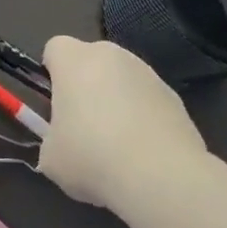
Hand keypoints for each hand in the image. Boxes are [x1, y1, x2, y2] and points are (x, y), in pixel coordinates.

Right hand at [38, 36, 207, 209]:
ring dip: (117, 101)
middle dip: (86, 86)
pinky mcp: (175, 97)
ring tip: (119, 146)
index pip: (55, 49)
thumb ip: (51, 139)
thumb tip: (62, 144)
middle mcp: (111, 55)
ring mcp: (148, 73)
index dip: (52, 74)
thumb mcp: (52, 157)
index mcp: (74, 59)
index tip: (55, 104)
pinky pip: (148, 101)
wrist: (163, 178)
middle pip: (91, 61)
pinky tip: (146, 153)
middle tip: (84, 126)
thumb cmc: (93, 158)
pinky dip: (144, 118)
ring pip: (122, 80)